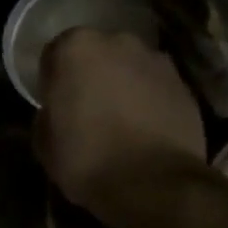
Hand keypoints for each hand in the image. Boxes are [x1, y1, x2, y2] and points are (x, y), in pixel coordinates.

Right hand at [34, 27, 207, 222]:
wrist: (153, 185)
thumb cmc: (86, 158)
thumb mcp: (43, 139)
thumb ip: (50, 111)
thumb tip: (59, 111)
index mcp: (75, 48)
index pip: (56, 53)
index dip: (54, 79)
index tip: (56, 102)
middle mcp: (117, 42)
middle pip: (97, 53)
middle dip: (91, 74)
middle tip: (87, 108)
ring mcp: (156, 61)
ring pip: (129, 68)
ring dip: (122, 84)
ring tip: (120, 120)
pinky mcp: (184, 85)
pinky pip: (155, 87)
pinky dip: (149, 100)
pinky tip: (144, 129)